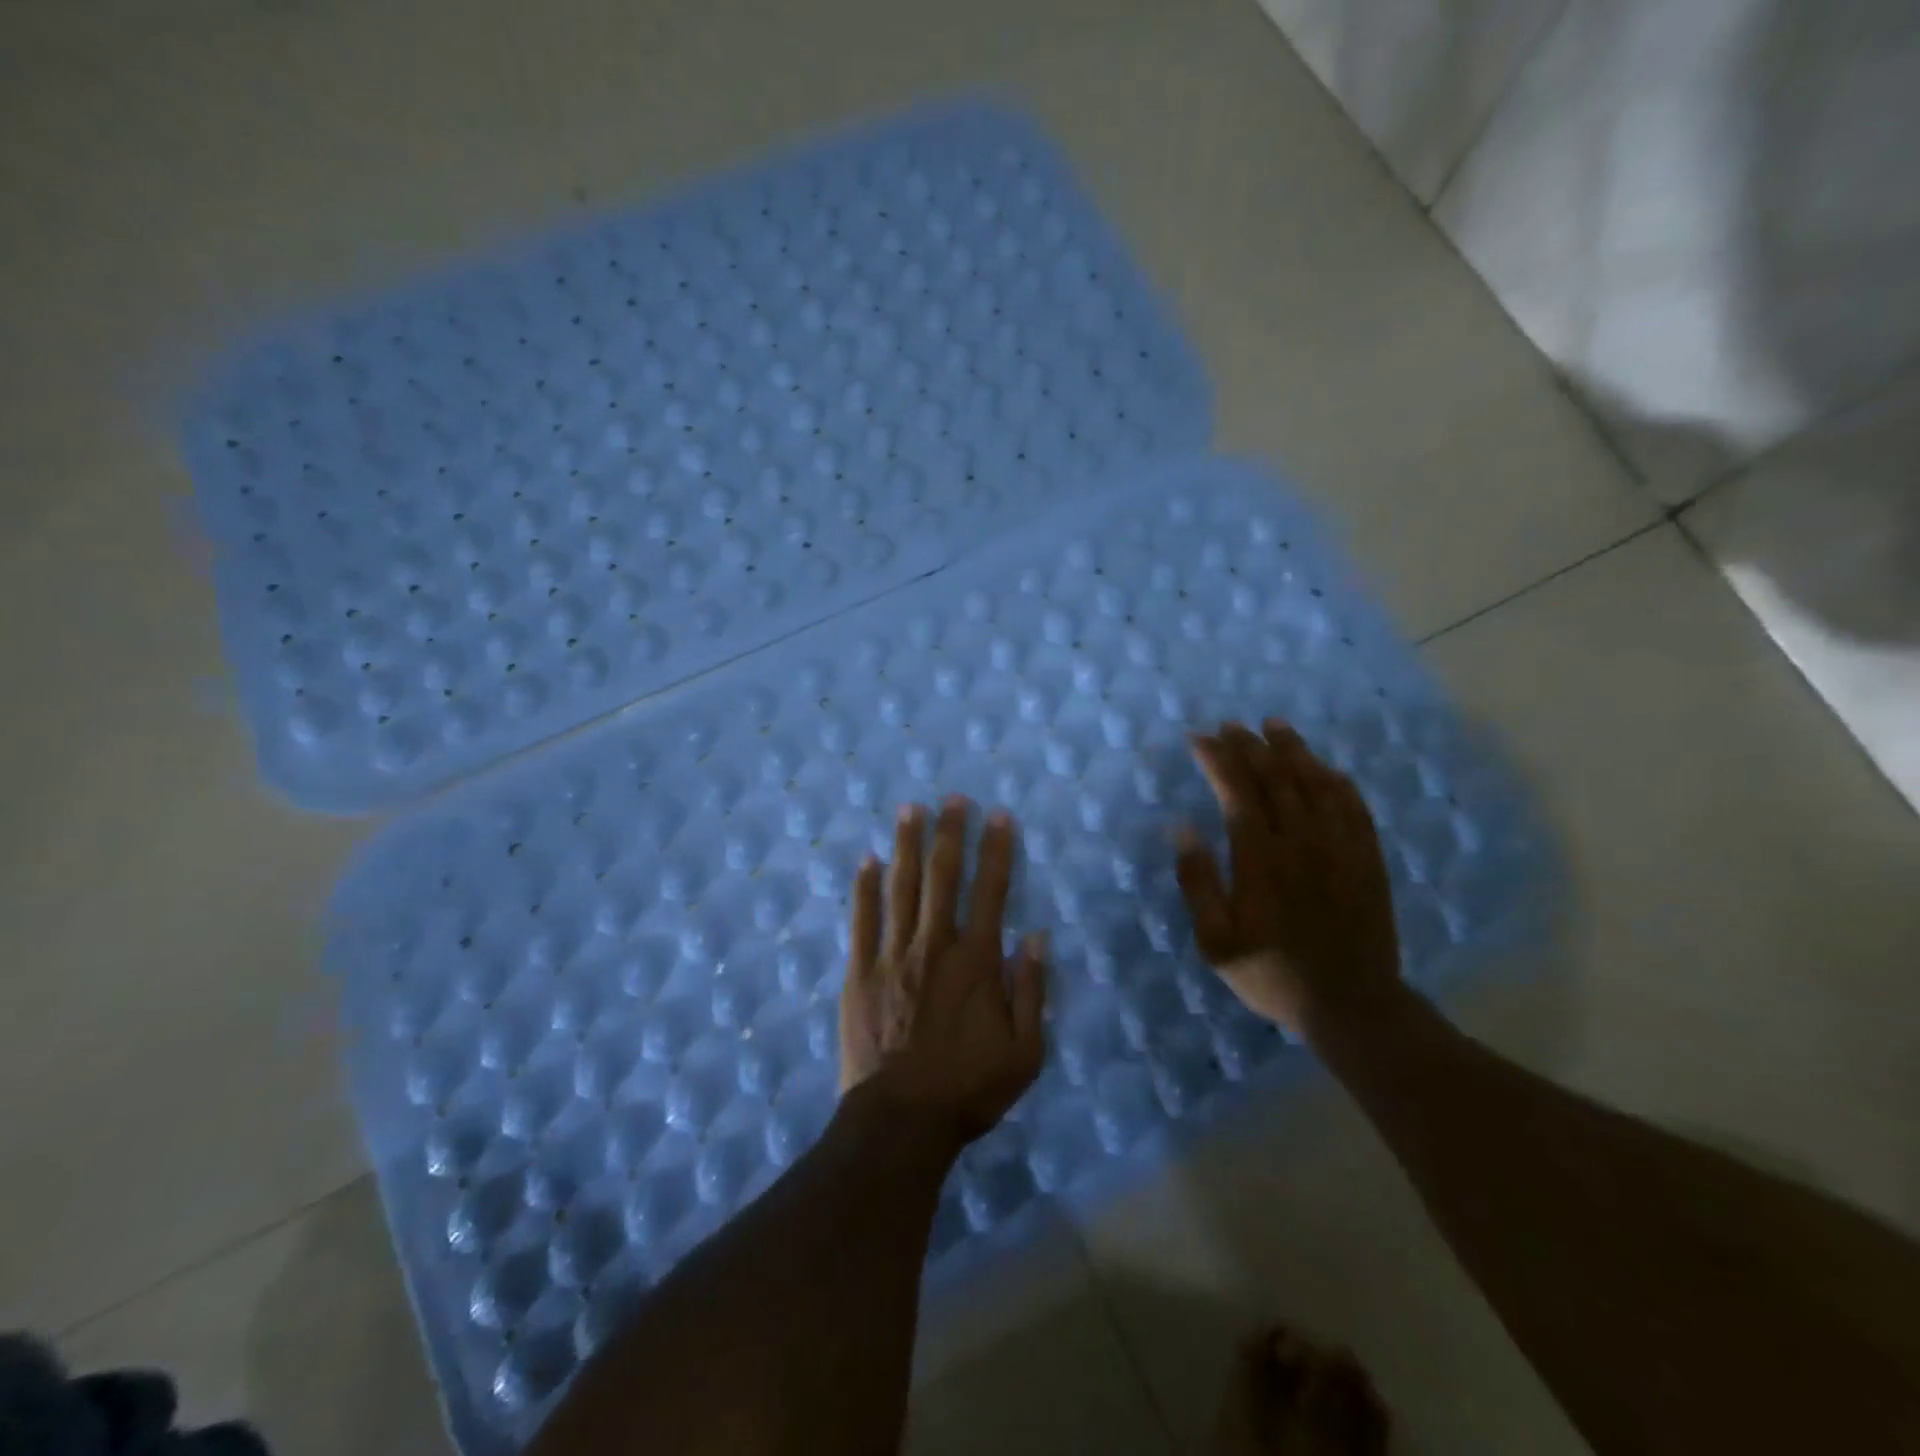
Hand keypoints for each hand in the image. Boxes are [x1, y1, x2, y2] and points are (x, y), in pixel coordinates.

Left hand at [839, 796, 1047, 1148]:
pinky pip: (862, 920)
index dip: (997, 850)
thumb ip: (1031, 991)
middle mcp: (934, 946)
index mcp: (976, 961)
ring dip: (907, 845)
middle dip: (949, 833)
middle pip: (942, 877)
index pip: (991, 891)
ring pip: (900, 887)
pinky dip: (865, 888)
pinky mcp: (860, 973)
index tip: (999, 816)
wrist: (900, 1121)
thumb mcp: (1025, 1053)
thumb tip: (1035, 937)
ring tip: (910, 809)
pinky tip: (867, 860)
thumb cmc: (968, 1088)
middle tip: (952, 798)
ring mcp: (892, 956)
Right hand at [1174, 719, 1401, 1037]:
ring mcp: (1340, 847)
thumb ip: (1198, 882)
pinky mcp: (1367, 858)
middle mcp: (1301, 841)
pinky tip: (1325, 767)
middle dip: (1249, 747)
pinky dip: (1335, 780)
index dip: (1217, 759)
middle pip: (1275, 778)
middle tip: (1230, 726)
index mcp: (1260, 858)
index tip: (1199, 738)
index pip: (1237, 792)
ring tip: (1274, 726)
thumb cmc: (1271, 973)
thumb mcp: (1216, 941)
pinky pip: (1353, 806)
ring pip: (1315, 783)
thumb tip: (1182, 829)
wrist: (1351, 1005)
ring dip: (1292, 751)